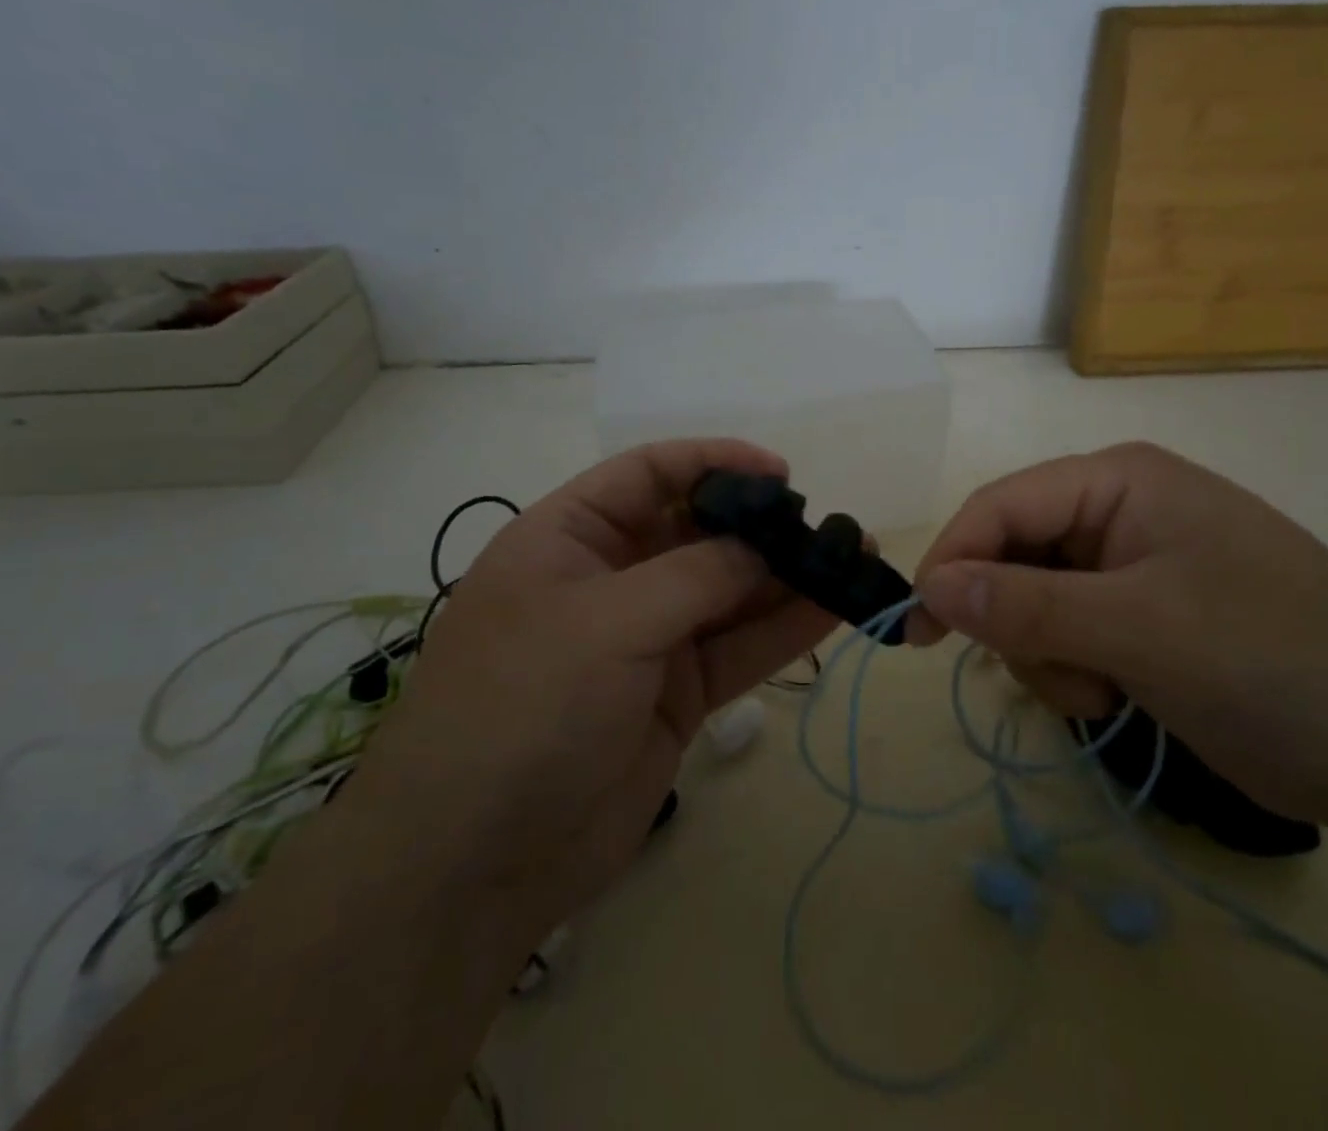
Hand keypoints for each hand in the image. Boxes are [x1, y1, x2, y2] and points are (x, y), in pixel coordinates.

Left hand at [342, 440, 833, 944]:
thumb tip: (765, 549)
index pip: (649, 473)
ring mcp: (647, 638)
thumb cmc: (525, 708)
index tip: (780, 474)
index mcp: (571, 537)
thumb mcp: (607, 622)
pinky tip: (833, 608)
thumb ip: (697, 575)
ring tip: (851, 558)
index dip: (715, 462)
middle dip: (761, 526)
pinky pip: (737, 648)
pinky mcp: (676, 693)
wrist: (476, 864)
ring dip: (786, 576)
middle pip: (698, 532)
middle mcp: (611, 578)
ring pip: (728, 592)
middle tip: (827, 526)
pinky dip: (783, 629)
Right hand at [908, 443, 1327, 826]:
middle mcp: (1120, 511)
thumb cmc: (1273, 661)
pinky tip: (1117, 697)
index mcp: (1120, 480)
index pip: (1003, 504)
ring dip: (1048, 654)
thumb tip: (929, 585)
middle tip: (1051, 674)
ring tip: (1103, 692)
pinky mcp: (1144, 619)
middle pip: (1014, 553)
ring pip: (1035, 601)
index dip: (953, 560)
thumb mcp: (1141, 629)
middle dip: (1016, 620)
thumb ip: (1028, 605)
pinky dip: (1074, 670)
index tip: (918, 627)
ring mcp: (1133, 567)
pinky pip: (1069, 633)